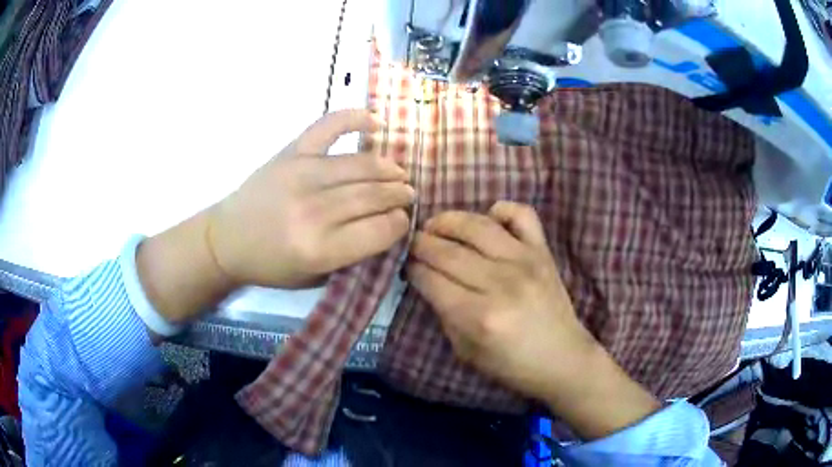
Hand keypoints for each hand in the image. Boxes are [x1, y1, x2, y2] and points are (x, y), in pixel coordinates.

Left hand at [207, 109, 413, 288]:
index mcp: (319, 248)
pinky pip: (328, 126)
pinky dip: (354, 118)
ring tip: (398, 174)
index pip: (380, 229)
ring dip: (388, 168)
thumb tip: (387, 227)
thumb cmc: (271, 265)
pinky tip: (376, 123)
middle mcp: (313, 210)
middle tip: (407, 195)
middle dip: (399, 195)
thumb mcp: (315, 278)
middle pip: (373, 195)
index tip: (402, 221)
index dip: (399, 224)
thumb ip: (351, 256)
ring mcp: (301, 174)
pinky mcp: (291, 152)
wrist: (226, 240)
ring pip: (360, 164)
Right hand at [408, 201, 659, 439]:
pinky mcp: (543, 252)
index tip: (406, 265)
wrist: (563, 359)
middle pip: (447, 251)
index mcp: (478, 317)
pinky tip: (488, 219)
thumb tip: (428, 280)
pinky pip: (521, 214)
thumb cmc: (512, 365)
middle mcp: (500, 283)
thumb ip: (444, 314)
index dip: (412, 269)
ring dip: (448, 221)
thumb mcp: (466, 352)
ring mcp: (525, 261)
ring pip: (477, 226)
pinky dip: (501, 210)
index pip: (431, 279)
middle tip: (413, 244)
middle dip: (421, 244)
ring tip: (436, 225)